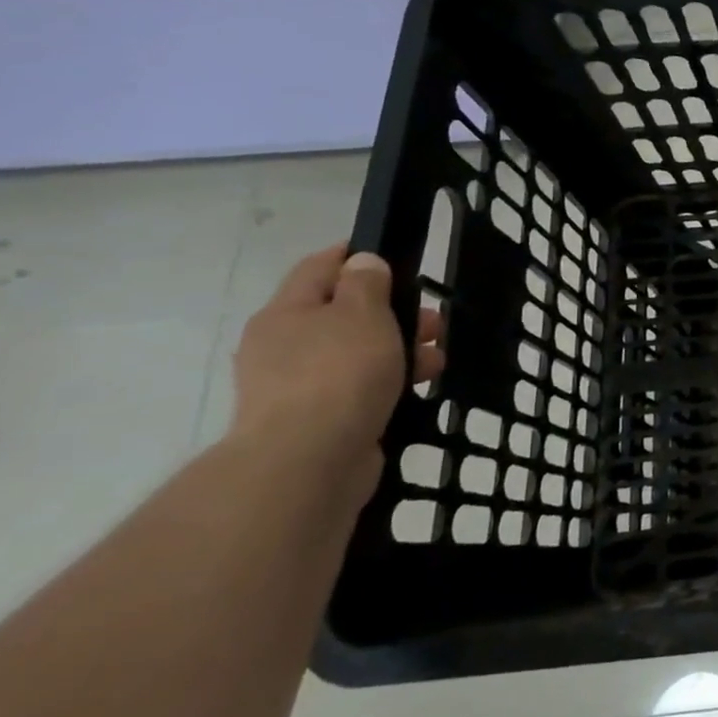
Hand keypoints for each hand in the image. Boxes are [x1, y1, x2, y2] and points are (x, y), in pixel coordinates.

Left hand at [230, 247, 444, 488]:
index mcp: (285, 312)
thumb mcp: (363, 314)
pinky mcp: (314, 420)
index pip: (318, 268)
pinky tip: (414, 389)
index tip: (393, 256)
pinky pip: (356, 388)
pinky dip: (387, 383)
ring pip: (355, 353)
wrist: (309, 461)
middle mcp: (281, 345)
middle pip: (341, 313)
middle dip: (392, 312)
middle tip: (433, 321)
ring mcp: (294, 386)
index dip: (354, 256)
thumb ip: (366, 284)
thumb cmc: (339, 373)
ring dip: (397, 350)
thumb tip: (362, 262)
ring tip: (436, 361)